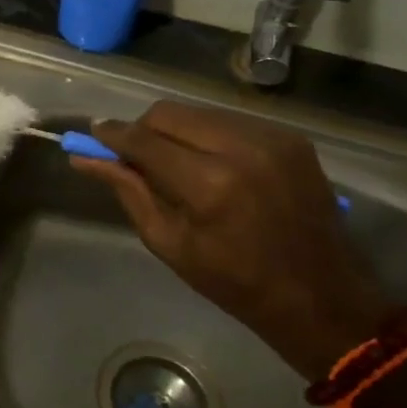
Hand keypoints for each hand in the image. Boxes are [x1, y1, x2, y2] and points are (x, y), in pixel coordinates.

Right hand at [75, 102, 390, 379]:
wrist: (320, 295)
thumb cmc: (234, 281)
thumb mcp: (169, 242)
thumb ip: (128, 191)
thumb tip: (86, 159)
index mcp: (209, 184)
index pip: (144, 140)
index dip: (113, 135)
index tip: (93, 134)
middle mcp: (241, 148)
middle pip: (169, 113)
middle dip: (144, 130)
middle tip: (136, 156)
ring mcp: (272, 138)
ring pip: (199, 112)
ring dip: (177, 131)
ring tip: (177, 163)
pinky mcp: (291, 137)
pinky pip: (231, 120)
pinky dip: (210, 135)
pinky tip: (213, 164)